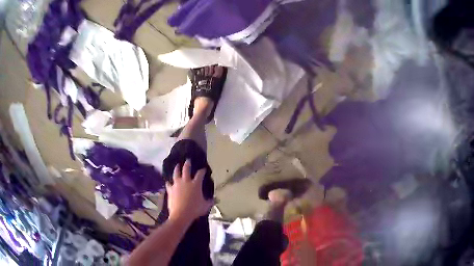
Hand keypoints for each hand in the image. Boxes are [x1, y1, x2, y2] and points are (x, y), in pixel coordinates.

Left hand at [166, 160, 212, 224]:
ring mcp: (177, 185)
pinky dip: (169, 183)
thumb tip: (215, 199)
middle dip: (187, 164)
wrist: (181, 214)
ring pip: (176, 173)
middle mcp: (186, 181)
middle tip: (188, 160)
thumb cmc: (195, 209)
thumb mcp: (205, 206)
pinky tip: (168, 182)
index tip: (203, 169)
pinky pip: (169, 184)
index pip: (200, 174)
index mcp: (195, 184)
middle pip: (186, 169)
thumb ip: (210, 202)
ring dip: (177, 169)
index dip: (202, 171)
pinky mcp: (170, 190)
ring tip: (177, 166)